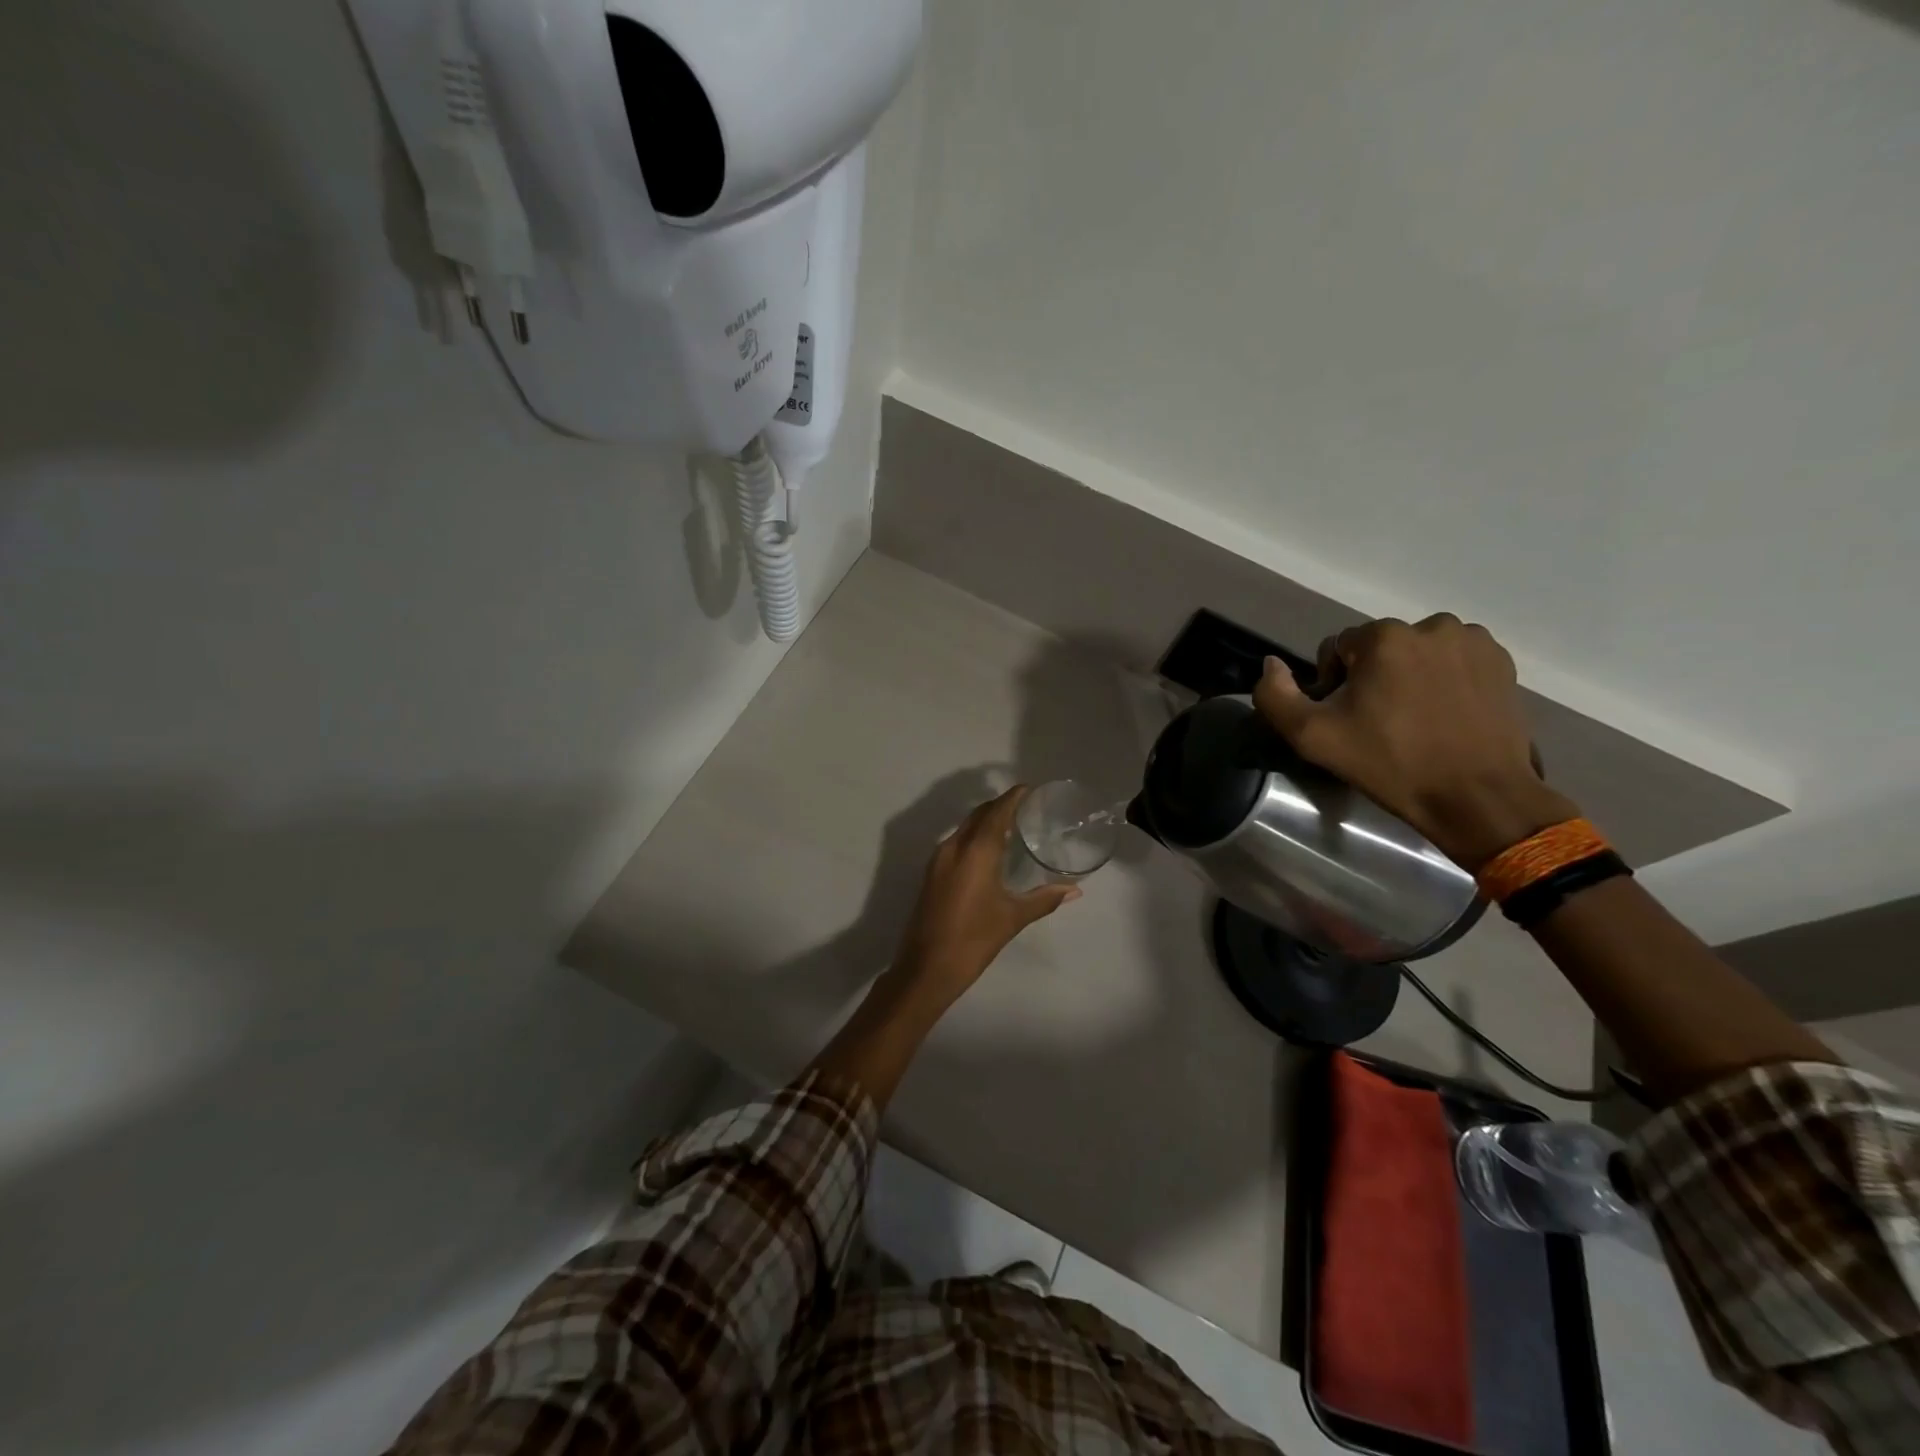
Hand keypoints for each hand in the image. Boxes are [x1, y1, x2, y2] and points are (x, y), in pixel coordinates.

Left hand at [894, 786, 1080, 1005]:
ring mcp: (939, 859)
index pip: (997, 811)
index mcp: (976, 851)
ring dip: (986, 820)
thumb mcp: (1013, 918)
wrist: (926, 968)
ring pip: (965, 827)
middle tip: (1026, 807)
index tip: (1031, 790)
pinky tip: (989, 851)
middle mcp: (954, 846)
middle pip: (979, 814)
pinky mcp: (932, 873)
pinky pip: (957, 842)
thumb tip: (1075, 890)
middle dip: (1000, 805)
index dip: (1013, 797)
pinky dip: (974, 836)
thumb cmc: (974, 939)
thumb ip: (1044, 899)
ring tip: (1011, 825)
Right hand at [1252, 616, 1578, 868]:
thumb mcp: (1312, 737)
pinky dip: (1445, 680)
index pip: (1337, 648)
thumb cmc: (1391, 764)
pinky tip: (1445, 716)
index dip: (1333, 684)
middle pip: (1380, 648)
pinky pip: (1455, 661)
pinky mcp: (1502, 663)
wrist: (1477, 797)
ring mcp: (1472, 643)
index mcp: (1384, 637)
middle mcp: (1432, 626)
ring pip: (1418, 653)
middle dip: (1373, 678)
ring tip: (1415, 720)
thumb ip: (1275, 696)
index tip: (1347, 720)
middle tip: (1379, 724)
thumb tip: (1270, 664)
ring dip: (1409, 676)